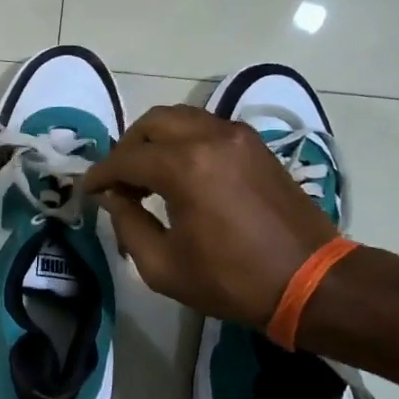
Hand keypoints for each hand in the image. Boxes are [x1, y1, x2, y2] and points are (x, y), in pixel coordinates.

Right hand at [84, 104, 338, 326]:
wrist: (311, 281)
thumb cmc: (233, 280)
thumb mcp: (164, 266)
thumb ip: (128, 225)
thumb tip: (113, 198)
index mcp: (185, 167)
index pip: (126, 159)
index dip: (100, 174)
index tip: (88, 191)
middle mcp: (210, 137)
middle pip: (151, 123)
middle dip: (127, 148)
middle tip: (118, 181)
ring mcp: (237, 136)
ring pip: (180, 118)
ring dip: (155, 141)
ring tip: (147, 176)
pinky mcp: (255, 144)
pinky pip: (206, 127)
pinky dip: (183, 140)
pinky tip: (180, 174)